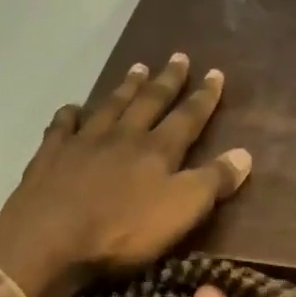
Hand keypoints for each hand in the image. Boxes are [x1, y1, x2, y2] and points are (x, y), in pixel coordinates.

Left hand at [0, 54, 252, 296]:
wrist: (51, 239)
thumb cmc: (122, 232)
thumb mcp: (180, 212)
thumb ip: (212, 183)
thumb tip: (245, 154)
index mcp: (157, 151)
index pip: (187, 118)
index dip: (203, 98)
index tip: (215, 73)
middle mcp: (122, 137)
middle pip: (148, 103)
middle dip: (166, 81)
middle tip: (178, 57)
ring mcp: (82, 143)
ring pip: (109, 106)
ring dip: (125, 88)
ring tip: (137, 68)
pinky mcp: (50, 157)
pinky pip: (62, 126)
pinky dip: (70, 114)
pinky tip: (73, 108)